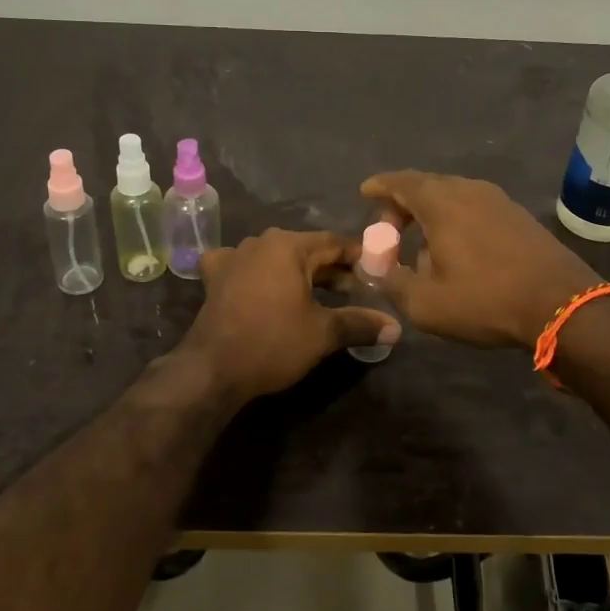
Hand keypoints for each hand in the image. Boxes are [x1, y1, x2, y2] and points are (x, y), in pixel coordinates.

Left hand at [181, 229, 399, 403]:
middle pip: (306, 250)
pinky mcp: (215, 277)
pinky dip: (259, 275)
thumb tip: (396, 328)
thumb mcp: (323, 333)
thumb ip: (360, 323)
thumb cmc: (273, 342)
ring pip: (277, 259)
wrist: (213, 368)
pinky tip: (262, 287)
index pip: (334, 242)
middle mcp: (260, 242)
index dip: (359, 257)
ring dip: (299, 274)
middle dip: (332, 270)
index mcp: (288, 245)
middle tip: (357, 291)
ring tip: (321, 295)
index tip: (378, 271)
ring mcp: (233, 257)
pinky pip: (244, 267)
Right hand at [360, 171, 599, 348]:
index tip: (365, 193)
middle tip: (388, 231)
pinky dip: (454, 220)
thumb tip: (378, 269)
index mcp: (440, 201)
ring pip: (451, 196)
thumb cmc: (485, 299)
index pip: (399, 182)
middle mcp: (467, 189)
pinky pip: (473, 207)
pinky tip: (456, 250)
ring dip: (430, 214)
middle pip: (425, 186)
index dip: (379, 187)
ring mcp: (497, 199)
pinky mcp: (517, 215)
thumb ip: (392, 281)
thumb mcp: (425, 302)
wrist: (561, 304)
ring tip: (420, 245)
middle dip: (402, 205)